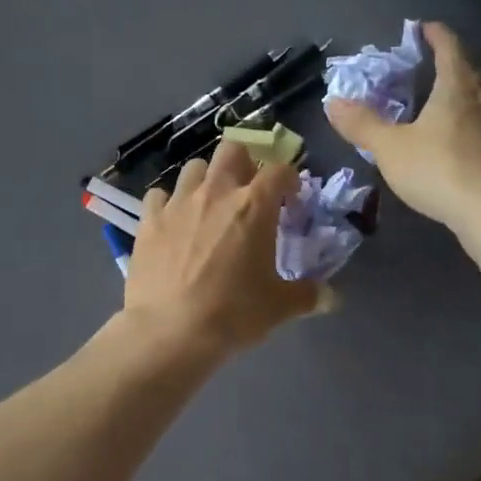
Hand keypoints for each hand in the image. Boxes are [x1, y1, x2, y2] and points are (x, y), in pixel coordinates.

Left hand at [123, 139, 321, 357]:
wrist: (171, 330)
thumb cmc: (234, 313)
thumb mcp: (280, 307)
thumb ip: (308, 295)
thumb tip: (331, 297)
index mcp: (254, 206)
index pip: (280, 170)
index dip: (289, 179)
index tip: (291, 197)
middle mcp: (216, 192)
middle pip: (232, 150)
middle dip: (244, 162)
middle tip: (248, 190)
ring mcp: (179, 203)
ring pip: (194, 168)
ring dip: (206, 180)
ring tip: (209, 205)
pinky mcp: (149, 220)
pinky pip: (159, 196)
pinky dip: (168, 204)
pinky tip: (173, 223)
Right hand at [325, 21, 480, 231]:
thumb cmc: (438, 170)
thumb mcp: (389, 147)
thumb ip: (362, 124)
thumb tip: (333, 102)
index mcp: (457, 87)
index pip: (450, 48)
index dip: (436, 35)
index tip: (424, 28)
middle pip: (474, 71)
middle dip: (455, 65)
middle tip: (434, 70)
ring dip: (469, 94)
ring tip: (447, 105)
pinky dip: (475, 124)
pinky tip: (462, 142)